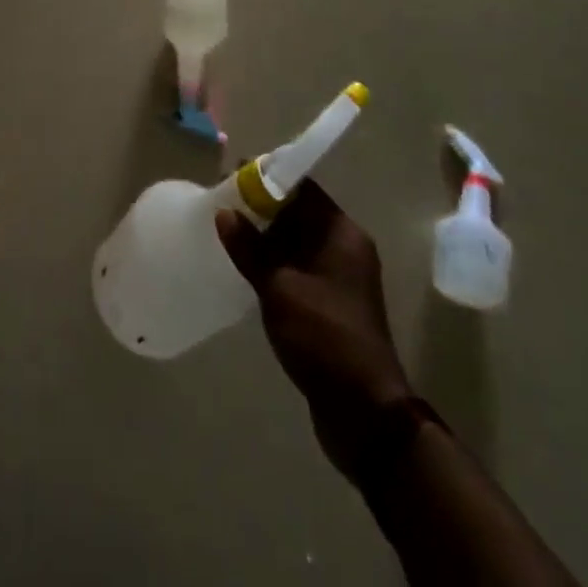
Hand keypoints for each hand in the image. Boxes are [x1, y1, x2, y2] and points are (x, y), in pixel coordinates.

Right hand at [216, 179, 413, 480]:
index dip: (267, 178)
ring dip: (266, 238)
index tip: (231, 175)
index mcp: (341, 233)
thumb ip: (250, 248)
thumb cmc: (324, 336)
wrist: (365, 413)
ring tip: (226, 233)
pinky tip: (246, 269)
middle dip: (261, 208)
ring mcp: (341, 278)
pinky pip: (299, 268)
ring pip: (297, 242)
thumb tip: (224, 213)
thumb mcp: (279, 288)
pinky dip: (275, 264)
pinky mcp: (332, 305)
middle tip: (221, 205)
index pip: (302, 187)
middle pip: (299, 213)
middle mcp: (345, 247)